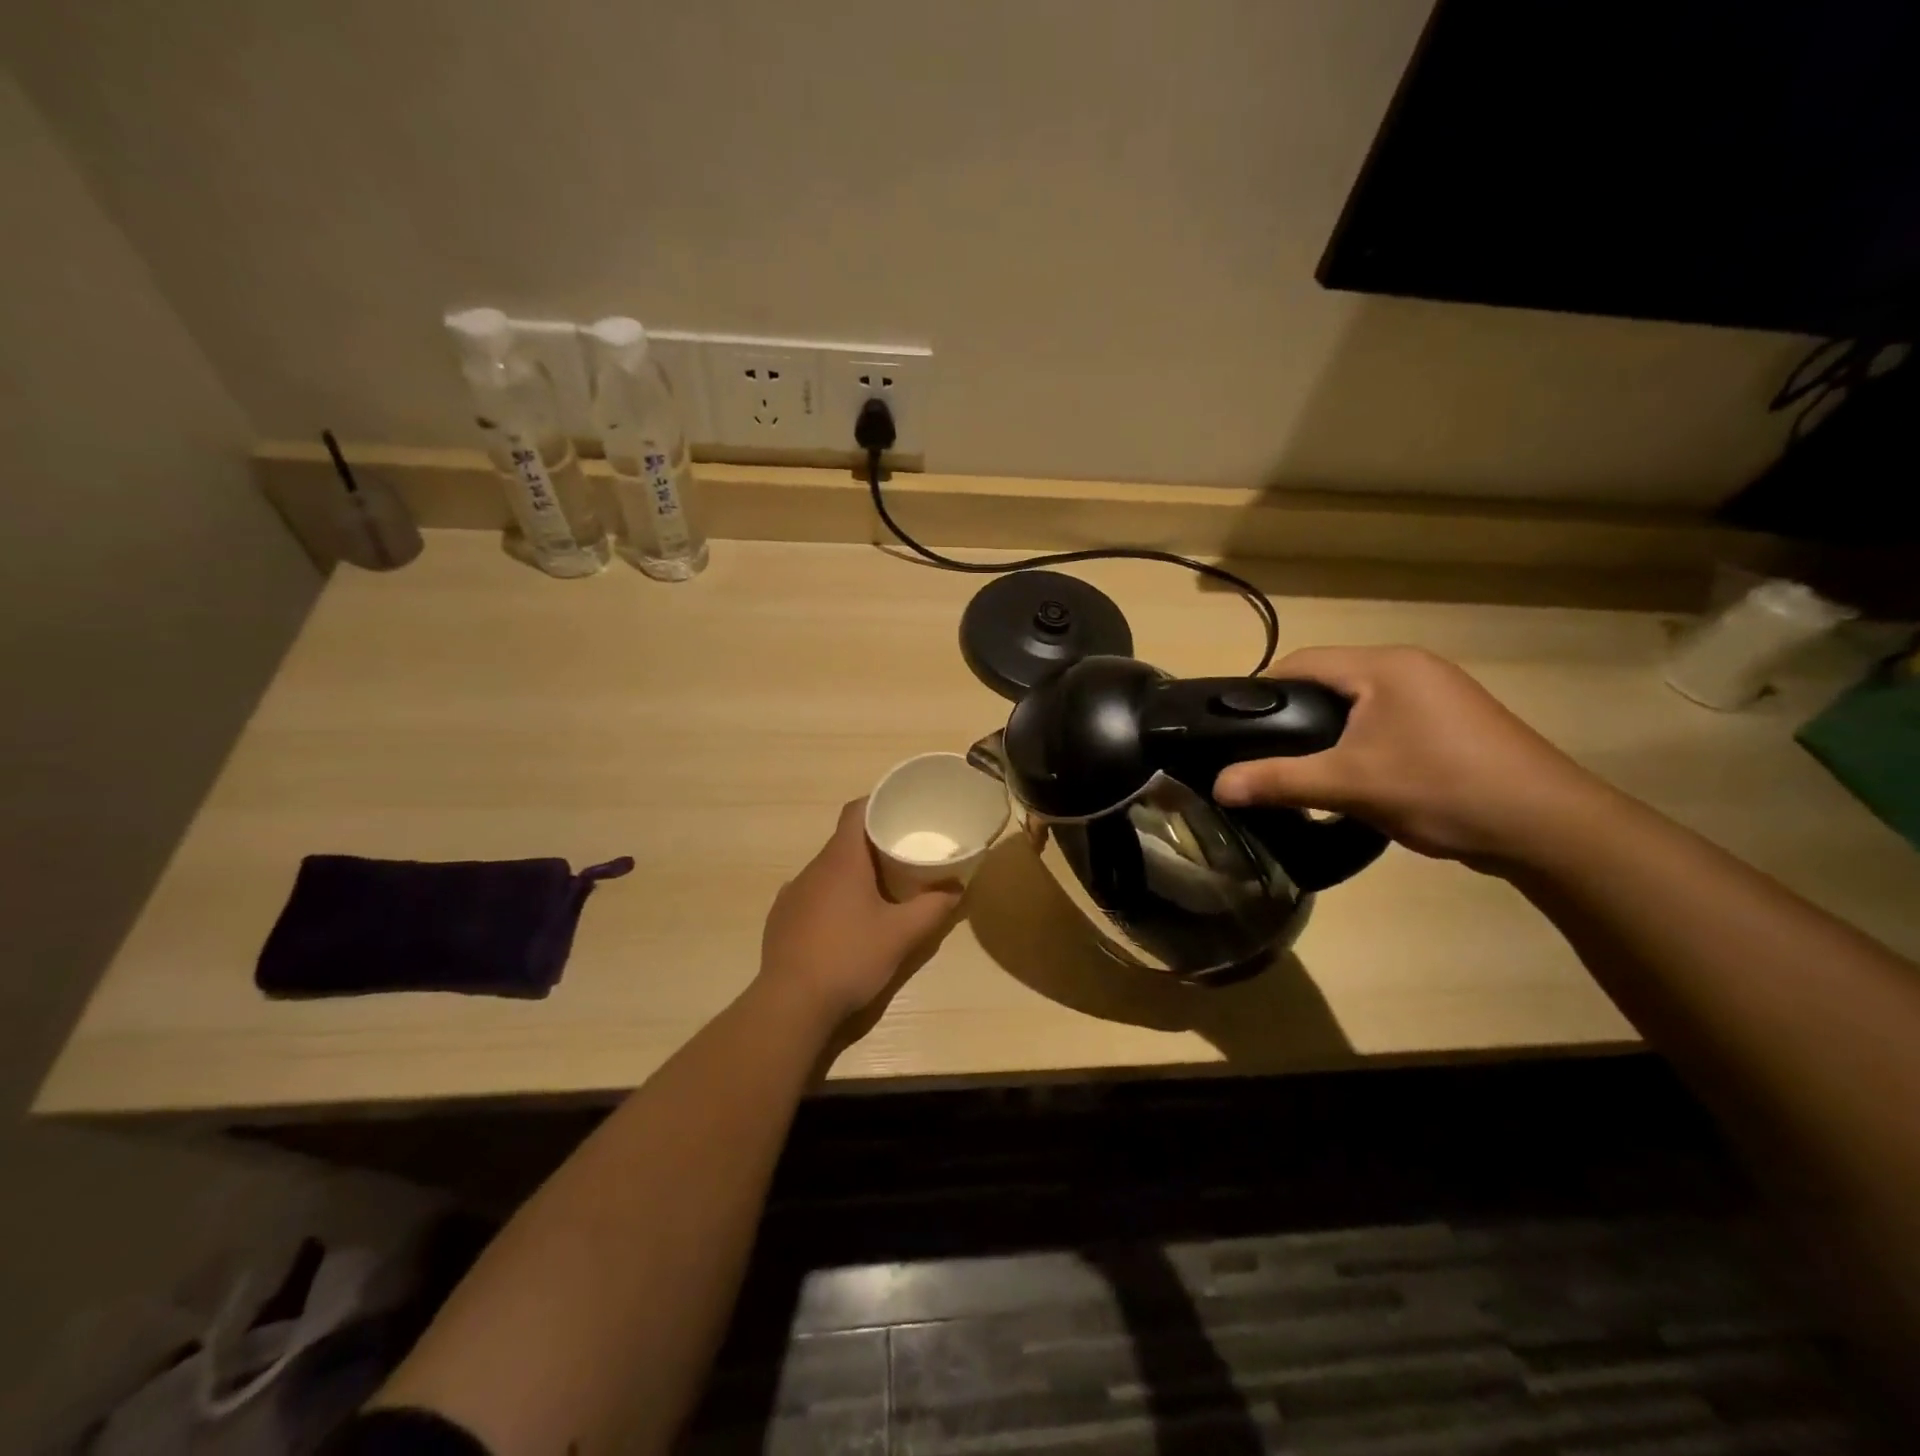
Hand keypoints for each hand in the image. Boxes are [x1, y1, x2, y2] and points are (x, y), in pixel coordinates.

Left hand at [758, 799, 961, 1036]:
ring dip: (852, 873)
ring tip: (878, 891)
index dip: (878, 803)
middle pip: (844, 841)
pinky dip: (831, 897)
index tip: (901, 810)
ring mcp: (792, 893)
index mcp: (841, 861)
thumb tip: (957, 888)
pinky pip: (811, 894)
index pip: (856, 811)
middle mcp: (813, 868)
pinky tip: (845, 923)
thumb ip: (934, 907)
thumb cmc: (850, 958)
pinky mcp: (781, 918)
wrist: (791, 1004)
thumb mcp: (902, 935)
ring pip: (827, 869)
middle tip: (903, 855)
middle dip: (873, 843)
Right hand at [1212, 646, 1611, 867]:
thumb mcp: (1349, 786)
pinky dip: (1359, 740)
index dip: (1261, 692)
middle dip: (1293, 715)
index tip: (1234, 728)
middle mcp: (1410, 666)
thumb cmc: (1441, 789)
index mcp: (1383, 666)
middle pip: (1328, 680)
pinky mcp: (1452, 720)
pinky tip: (1354, 775)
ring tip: (1303, 769)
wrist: (1548, 827)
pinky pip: (1385, 718)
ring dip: (1327, 731)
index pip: (1301, 662)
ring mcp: (1437, 692)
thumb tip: (1217, 785)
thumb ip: (1278, 780)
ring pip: (1358, 702)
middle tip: (1264, 755)